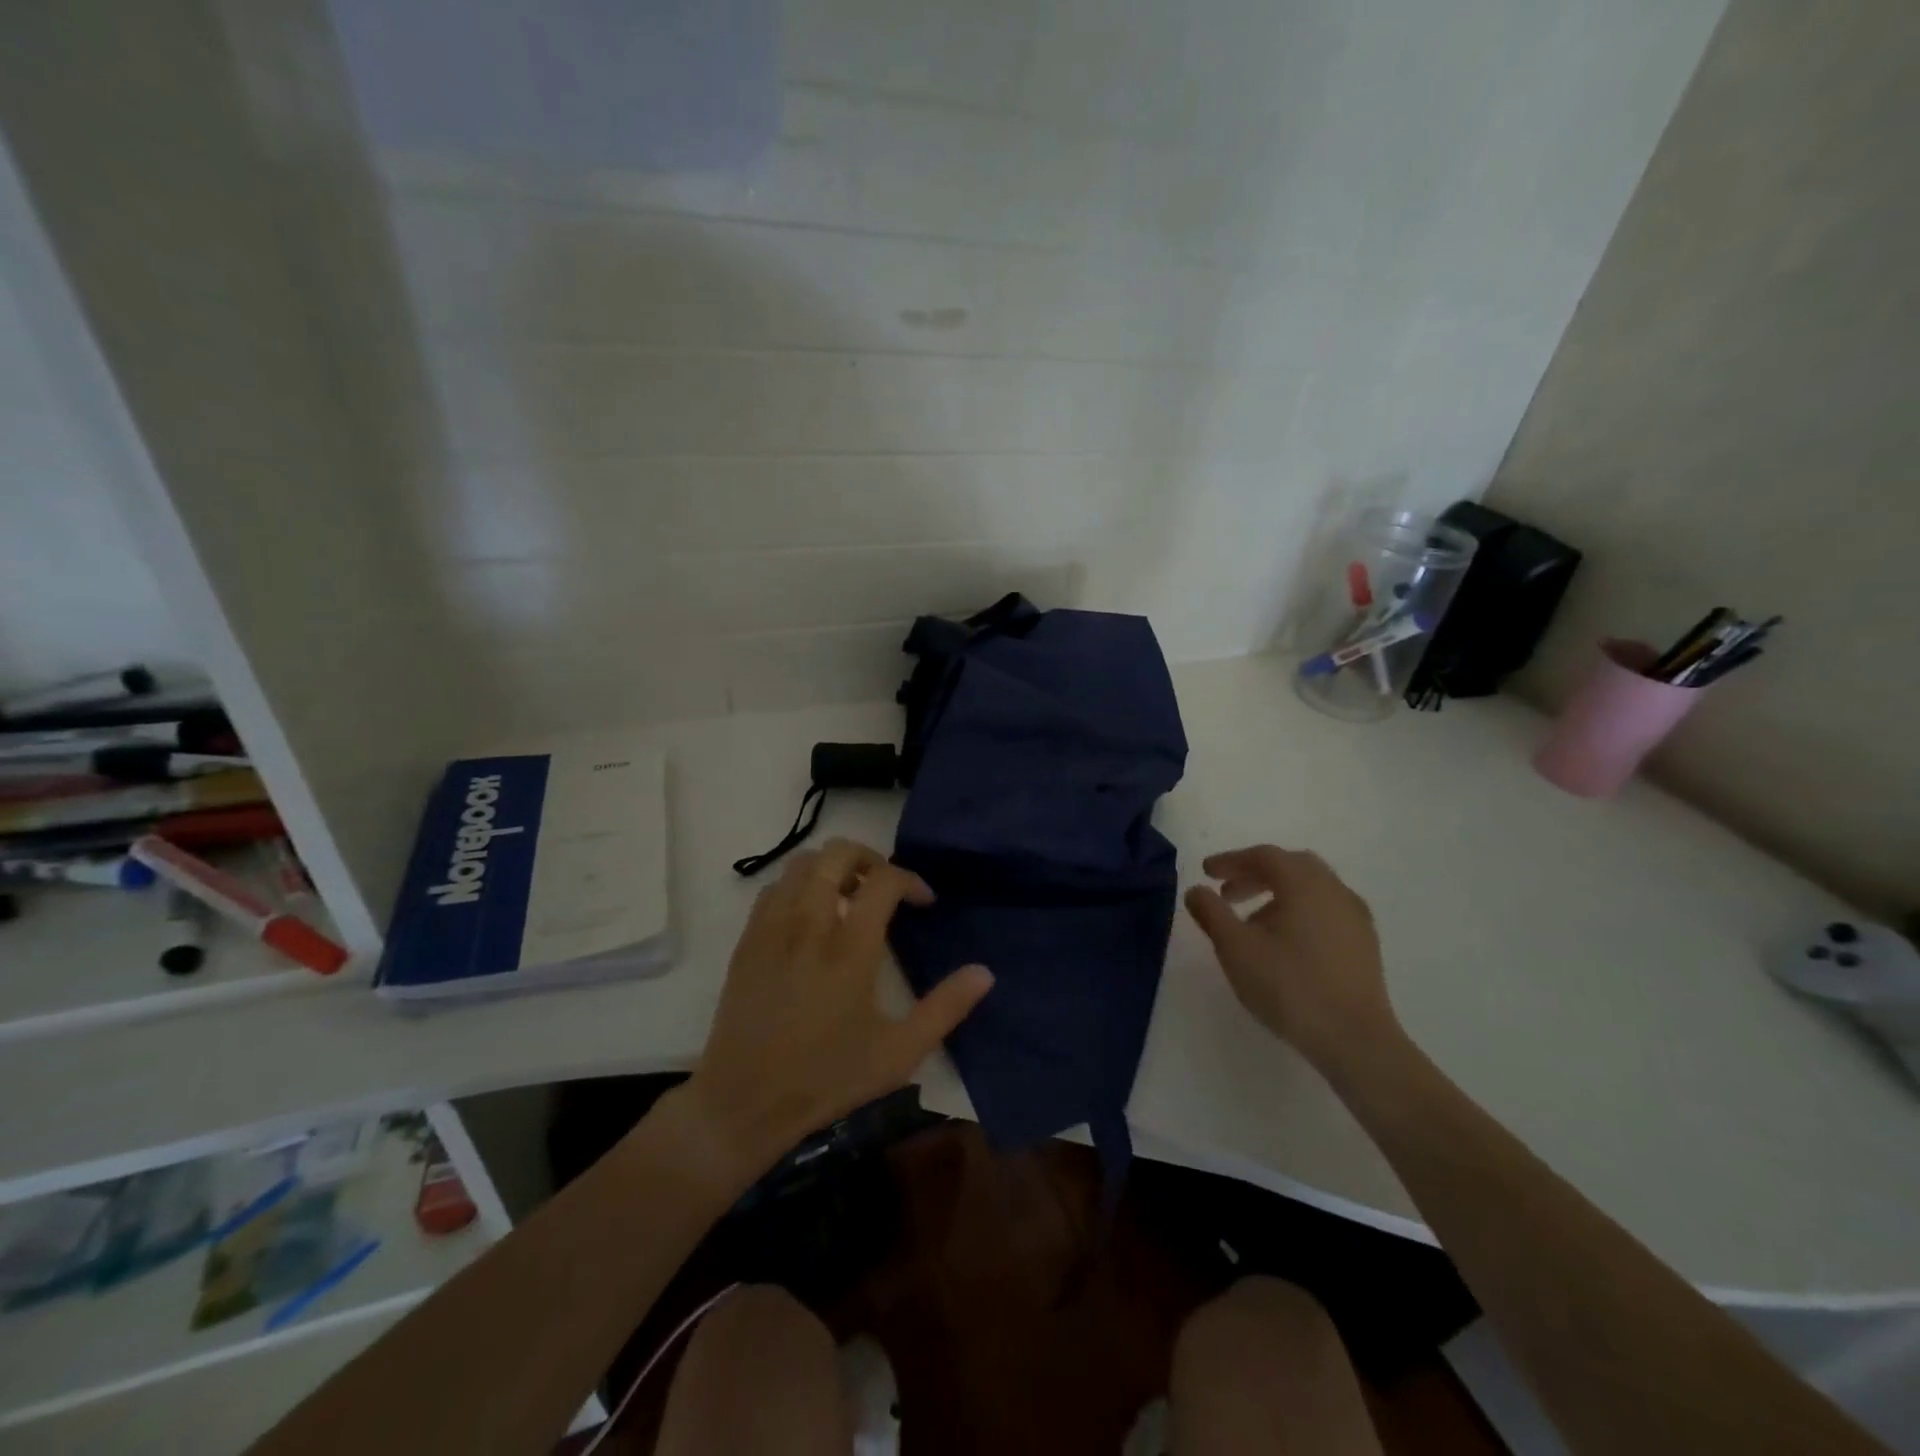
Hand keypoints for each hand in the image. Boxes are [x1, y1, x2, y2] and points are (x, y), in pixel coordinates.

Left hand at [681, 838, 993, 1174]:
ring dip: (831, 868)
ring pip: (801, 864)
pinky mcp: (747, 941)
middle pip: (836, 854)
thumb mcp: (898, 1052)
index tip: (923, 902)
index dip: (910, 880)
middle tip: (884, 887)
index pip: (884, 880)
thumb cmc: (827, 1077)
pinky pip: (773, 888)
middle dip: (868, 857)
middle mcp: (808, 924)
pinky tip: (809, 918)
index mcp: (850, 948)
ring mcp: (772, 928)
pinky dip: (798, 886)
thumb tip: (984, 973)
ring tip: (849, 898)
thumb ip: (945, 1008)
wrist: (744, 1102)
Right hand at [1184, 845, 1399, 1075]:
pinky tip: (1285, 941)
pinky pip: (1326, 910)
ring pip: (1311, 889)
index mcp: (1305, 884)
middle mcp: (1334, 890)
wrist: (1356, 1040)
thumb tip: (1196, 890)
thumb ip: (1212, 913)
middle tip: (1227, 893)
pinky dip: (1299, 911)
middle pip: (1291, 866)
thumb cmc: (1290, 987)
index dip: (1231, 860)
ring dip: (1277, 894)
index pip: (1264, 856)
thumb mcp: (1236, 948)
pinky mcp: (1364, 943)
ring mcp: (1355, 917)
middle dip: (1255, 874)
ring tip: (1251, 921)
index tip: (1206, 873)